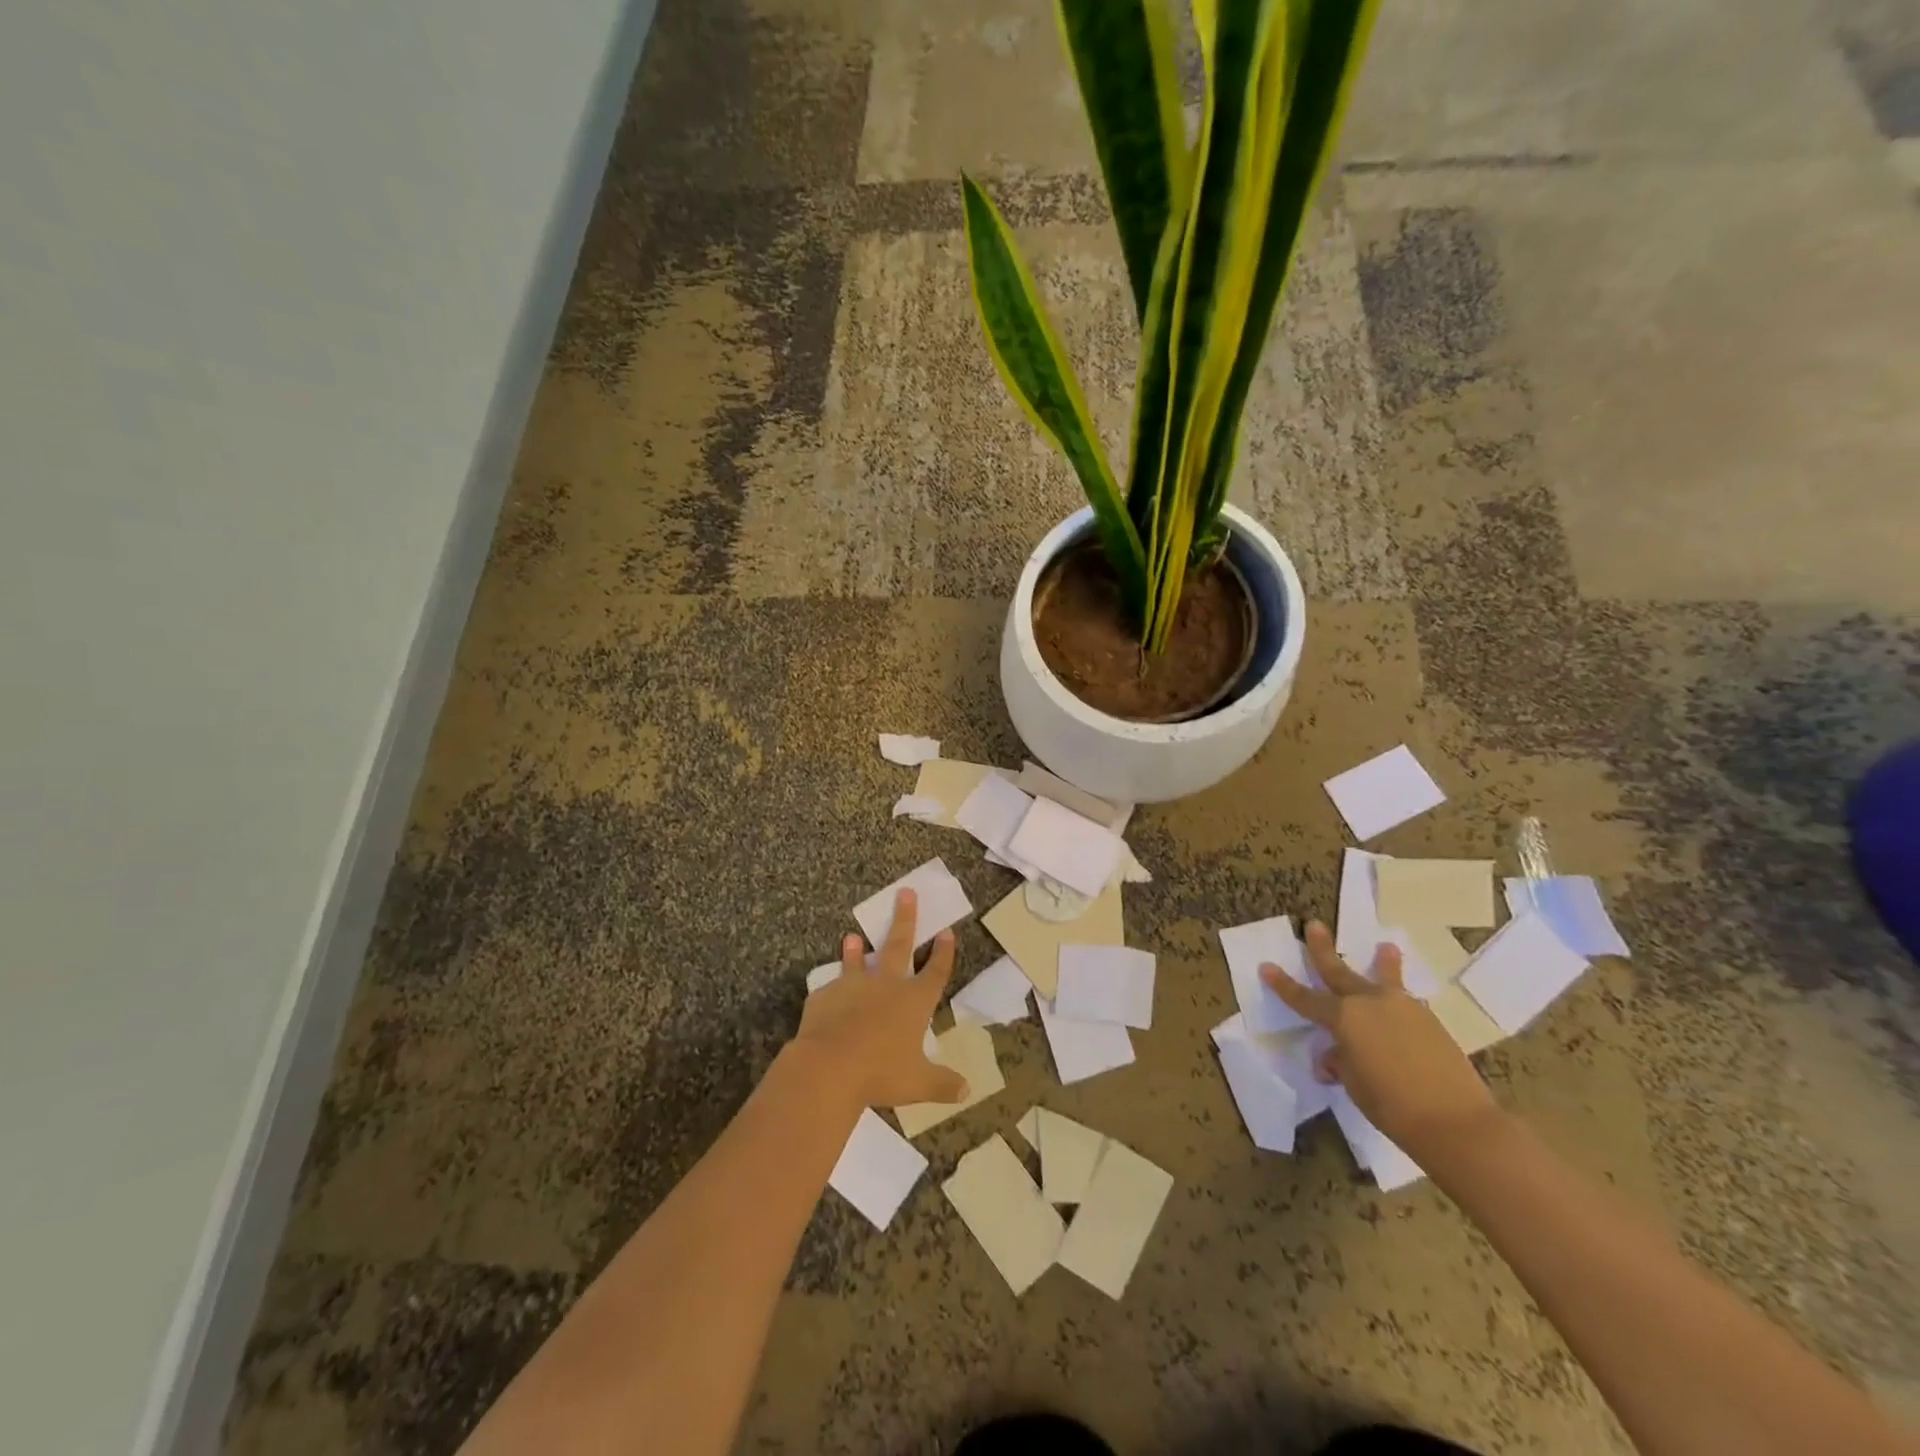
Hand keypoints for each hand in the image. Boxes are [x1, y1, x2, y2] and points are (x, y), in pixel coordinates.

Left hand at [789, 889, 967, 1113]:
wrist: (828, 1067)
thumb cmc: (881, 1073)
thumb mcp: (919, 1084)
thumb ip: (942, 1084)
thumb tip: (967, 1091)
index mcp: (914, 1001)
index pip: (934, 972)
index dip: (943, 952)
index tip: (947, 931)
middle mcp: (886, 985)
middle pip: (899, 945)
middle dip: (905, 919)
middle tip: (906, 893)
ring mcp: (853, 986)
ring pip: (857, 961)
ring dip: (856, 950)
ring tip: (852, 936)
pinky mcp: (824, 996)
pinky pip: (829, 989)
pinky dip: (831, 989)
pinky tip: (827, 991)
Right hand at [1261, 920, 1497, 1156]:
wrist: (1458, 1122)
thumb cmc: (1392, 1106)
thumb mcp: (1354, 1085)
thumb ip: (1340, 1062)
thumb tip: (1335, 1056)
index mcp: (1344, 1017)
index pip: (1305, 999)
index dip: (1283, 985)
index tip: (1266, 967)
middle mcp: (1370, 1003)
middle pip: (1340, 972)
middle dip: (1323, 949)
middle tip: (1314, 925)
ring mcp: (1403, 1007)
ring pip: (1384, 978)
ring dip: (1382, 962)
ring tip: (1386, 946)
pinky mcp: (1429, 1021)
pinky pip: (1405, 1001)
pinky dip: (1399, 997)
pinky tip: (1401, 1004)